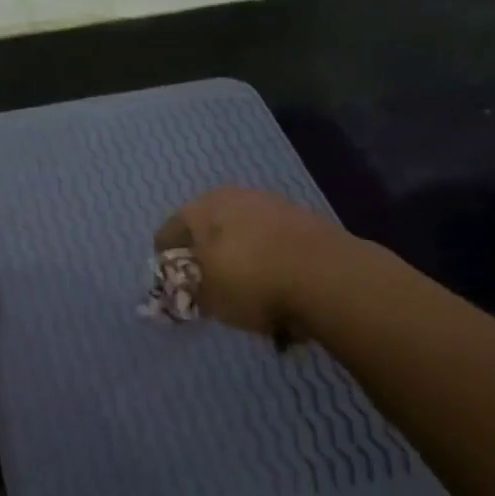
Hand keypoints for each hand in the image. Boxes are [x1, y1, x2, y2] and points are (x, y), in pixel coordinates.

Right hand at [155, 187, 346, 343]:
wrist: (329, 276)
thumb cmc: (251, 282)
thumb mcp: (209, 299)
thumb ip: (189, 293)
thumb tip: (186, 290)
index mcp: (200, 209)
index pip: (167, 233)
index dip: (165, 261)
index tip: (172, 285)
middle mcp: (231, 196)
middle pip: (207, 227)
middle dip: (205, 254)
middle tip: (208, 284)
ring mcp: (271, 203)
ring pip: (242, 231)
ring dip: (239, 254)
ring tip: (245, 287)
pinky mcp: (303, 216)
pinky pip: (272, 239)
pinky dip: (269, 257)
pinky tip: (276, 282)